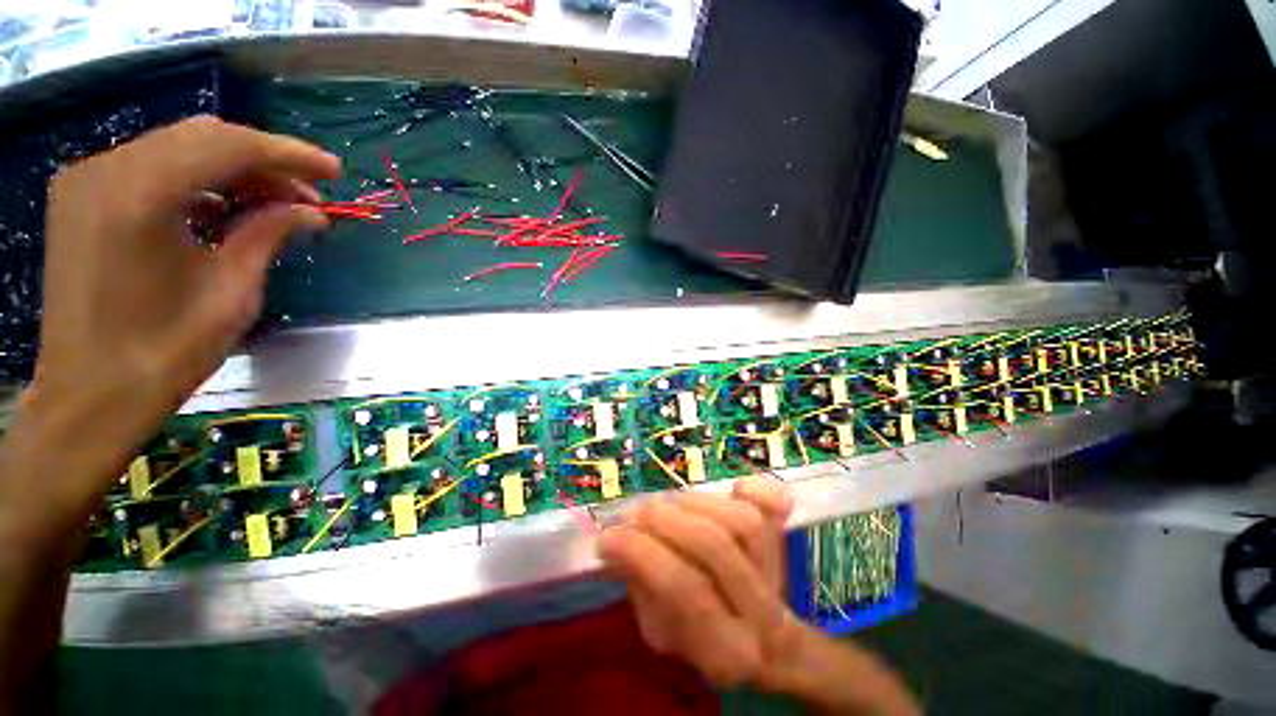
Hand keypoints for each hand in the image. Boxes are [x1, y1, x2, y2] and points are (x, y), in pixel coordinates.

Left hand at [15, 116, 339, 533]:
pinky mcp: (84, 196)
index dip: (288, 154)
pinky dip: (199, 181)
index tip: (333, 170)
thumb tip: (313, 212)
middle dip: (264, 159)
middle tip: (311, 191)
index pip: (227, 146)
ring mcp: (88, 180)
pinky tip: (229, 207)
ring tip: (279, 203)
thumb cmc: (165, 353)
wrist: (90, 395)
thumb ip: (269, 234)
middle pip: (202, 138)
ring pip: (178, 148)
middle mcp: (106, 171)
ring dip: (234, 170)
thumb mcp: (232, 292)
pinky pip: (153, 168)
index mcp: (140, 196)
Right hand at [599, 477, 802, 687]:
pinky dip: (754, 488)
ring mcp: (777, 571)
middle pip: (714, 545)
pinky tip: (736, 487)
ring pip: (739, 519)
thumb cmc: (701, 636)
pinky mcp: (784, 539)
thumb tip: (618, 539)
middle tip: (635, 512)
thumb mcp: (660, 631)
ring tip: (667, 503)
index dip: (643, 553)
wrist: (766, 639)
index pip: (685, 590)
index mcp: (726, 650)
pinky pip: (773, 505)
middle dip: (665, 519)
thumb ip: (640, 587)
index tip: (608, 536)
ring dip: (692, 503)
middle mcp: (761, 610)